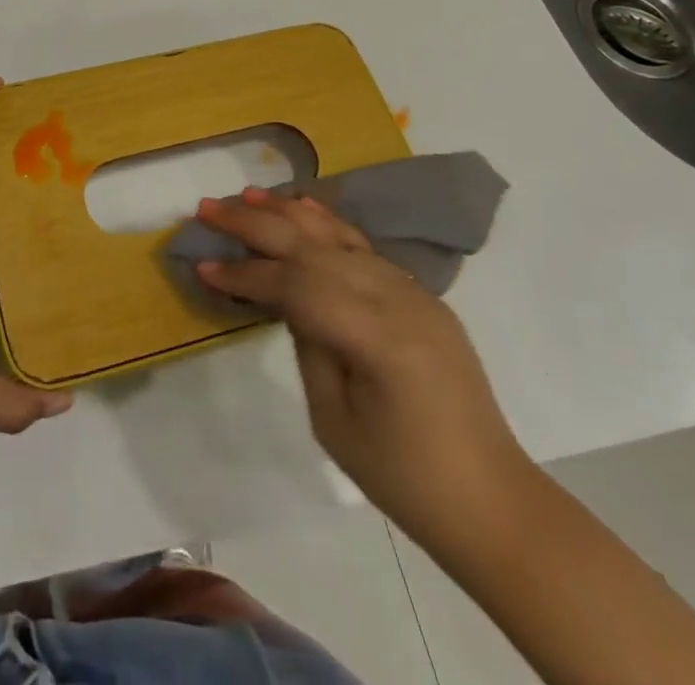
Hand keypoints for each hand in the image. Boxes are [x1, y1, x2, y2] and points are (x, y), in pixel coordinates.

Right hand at [194, 188, 529, 543]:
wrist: (491, 499)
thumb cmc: (404, 477)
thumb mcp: (334, 420)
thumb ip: (307, 344)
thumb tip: (285, 299)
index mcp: (377, 336)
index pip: (296, 285)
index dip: (245, 274)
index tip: (203, 267)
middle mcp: (397, 298)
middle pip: (313, 246)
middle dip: (256, 224)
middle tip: (208, 209)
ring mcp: (413, 291)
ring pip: (339, 236)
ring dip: (288, 213)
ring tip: (246, 196)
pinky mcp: (419, 295)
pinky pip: (365, 249)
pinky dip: (329, 225)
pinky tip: (303, 208)